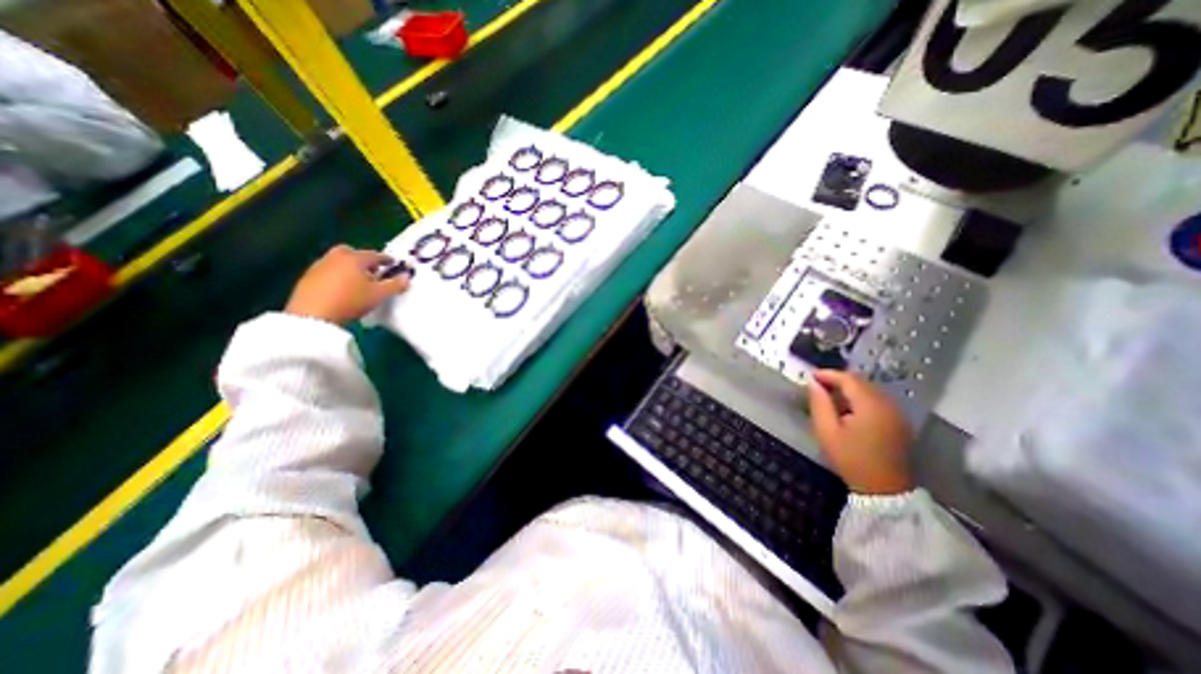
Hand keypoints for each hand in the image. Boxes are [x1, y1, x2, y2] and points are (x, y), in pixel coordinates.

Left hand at [285, 244, 413, 323]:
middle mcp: (336, 257)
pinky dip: (337, 275)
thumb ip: (395, 285)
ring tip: (358, 281)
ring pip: (338, 261)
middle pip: (352, 252)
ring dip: (349, 267)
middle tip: (373, 270)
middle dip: (363, 259)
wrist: (313, 315)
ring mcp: (319, 266)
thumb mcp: (379, 295)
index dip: (386, 259)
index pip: (375, 255)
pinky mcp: (308, 277)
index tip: (393, 263)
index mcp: (355, 258)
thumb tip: (407, 277)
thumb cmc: (351, 301)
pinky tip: (341, 288)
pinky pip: (327, 271)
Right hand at [806, 369, 911, 493]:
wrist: (884, 490)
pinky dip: (860, 398)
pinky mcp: (899, 421)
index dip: (828, 374)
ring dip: (849, 389)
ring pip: (869, 389)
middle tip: (817, 386)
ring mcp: (897, 412)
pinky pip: (877, 400)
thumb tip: (813, 383)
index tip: (810, 376)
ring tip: (829, 397)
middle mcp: (888, 404)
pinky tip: (848, 409)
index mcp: (871, 406)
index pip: (848, 379)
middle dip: (838, 380)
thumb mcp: (827, 431)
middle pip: (861, 381)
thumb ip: (819, 404)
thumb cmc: (851, 459)